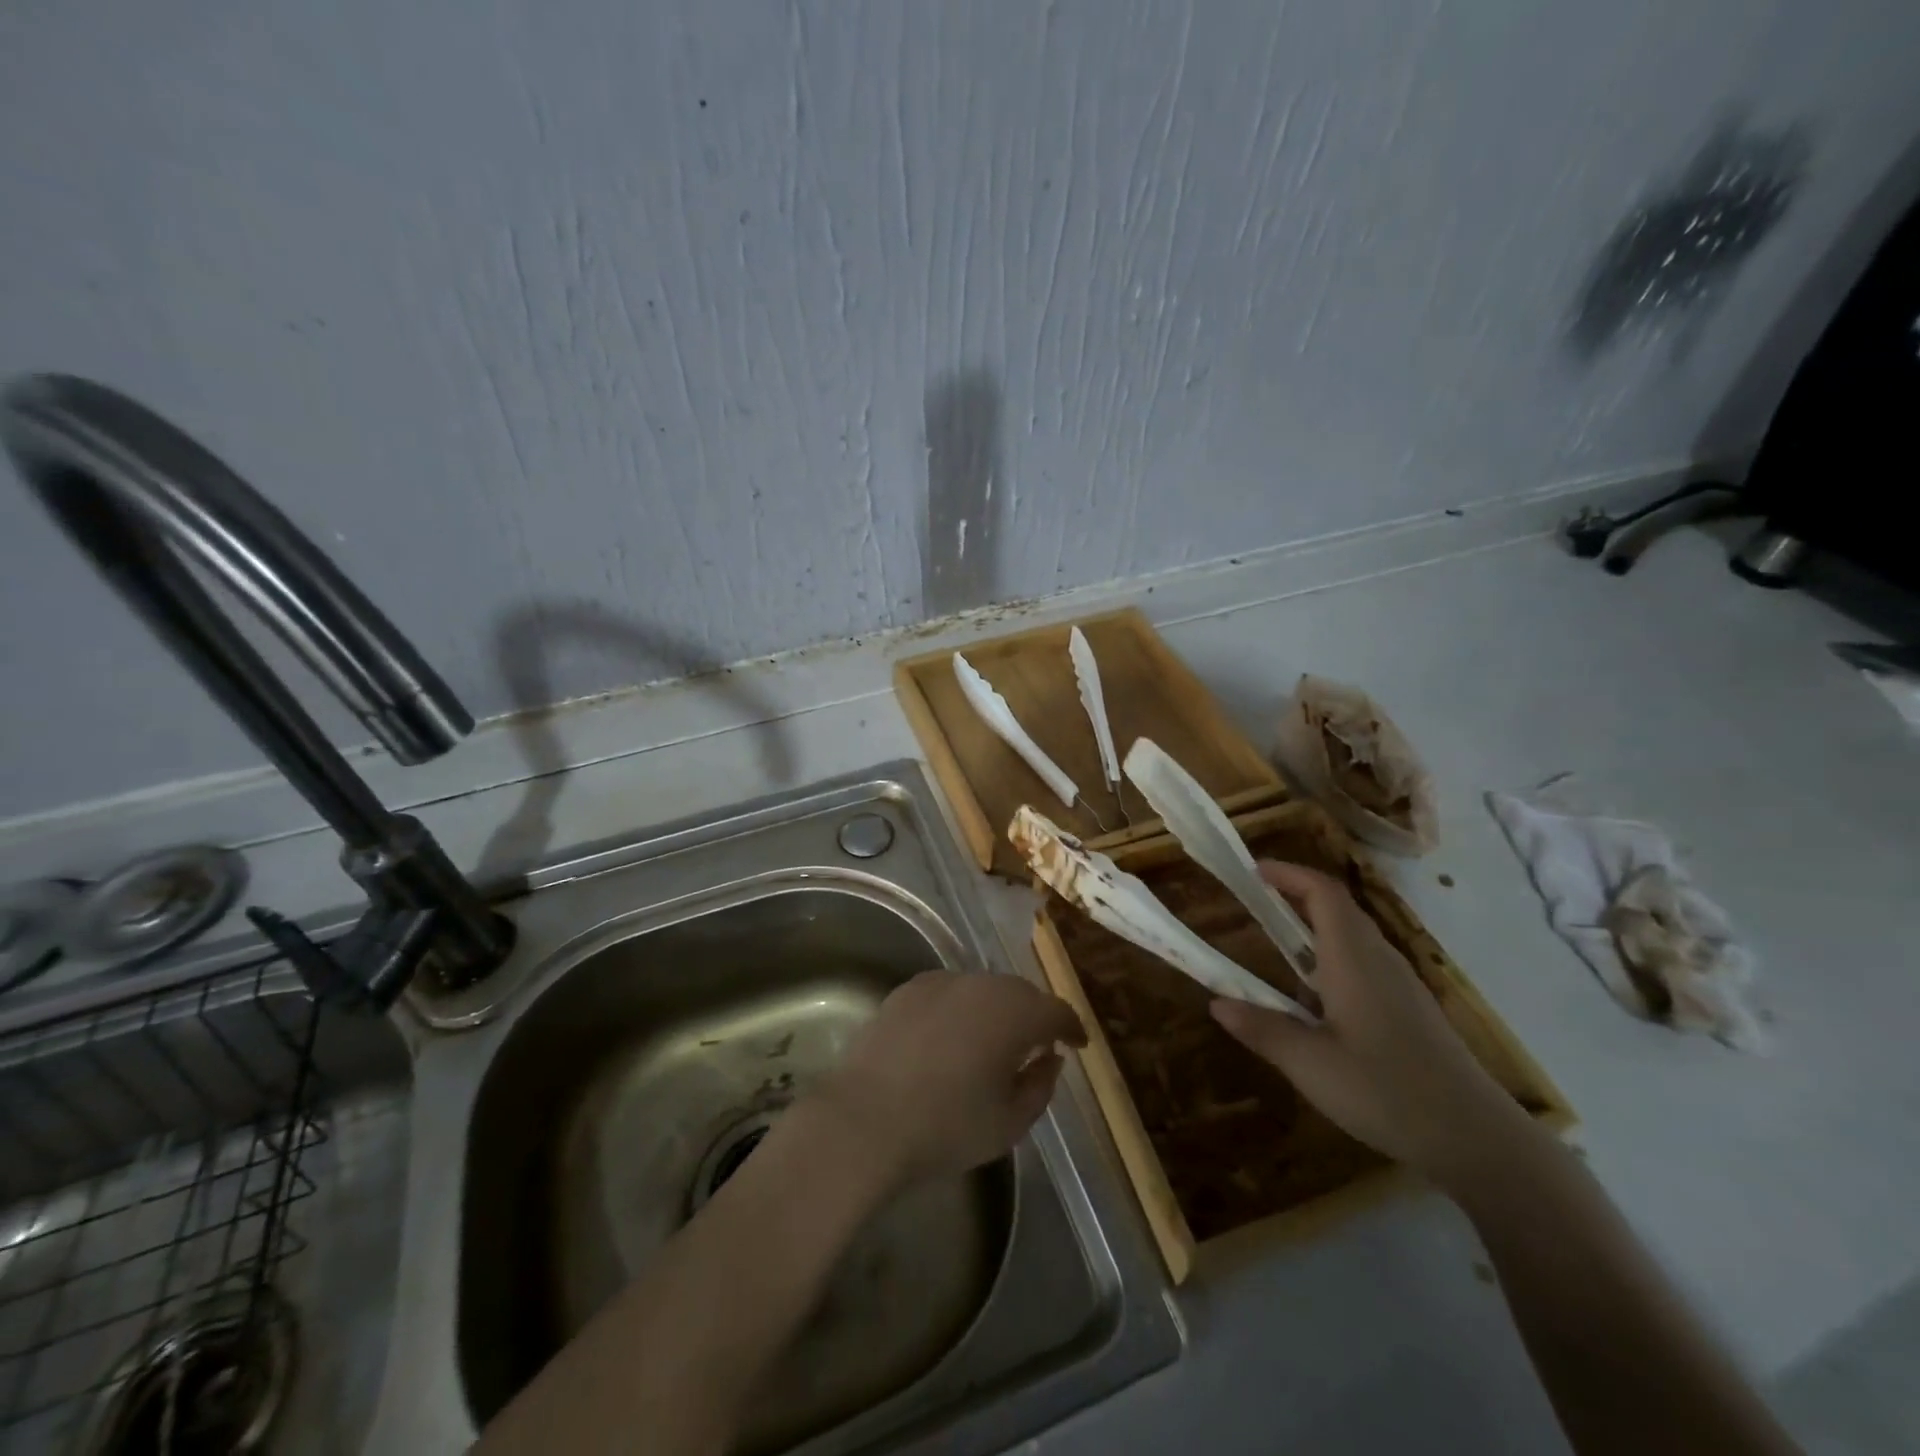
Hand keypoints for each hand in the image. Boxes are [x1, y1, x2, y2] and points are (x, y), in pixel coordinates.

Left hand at [814, 970, 1086, 1187]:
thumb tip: (1050, 1059)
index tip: (1078, 1044)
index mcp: (1014, 1013)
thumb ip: (1041, 1086)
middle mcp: (980, 984)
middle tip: (1037, 1044)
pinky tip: (952, 1036)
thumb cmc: (946, 1126)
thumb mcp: (1010, 1122)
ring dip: (996, 1009)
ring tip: (994, 1040)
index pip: (1056, 1010)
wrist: (864, 1120)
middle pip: (1020, 992)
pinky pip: (949, 992)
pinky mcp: (907, 990)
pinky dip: (961, 1008)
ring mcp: (940, 982)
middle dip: (1034, 1015)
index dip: (1071, 1026)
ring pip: (982, 988)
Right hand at [1210, 863, 1528, 1185]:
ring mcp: (1401, 985)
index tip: (1252, 871)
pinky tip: (1318, 998)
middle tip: (1255, 902)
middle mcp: (1379, 960)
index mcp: (1353, 960)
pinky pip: (1366, 962)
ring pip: (1354, 936)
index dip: (1288, 873)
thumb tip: (1217, 1003)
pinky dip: (1332, 957)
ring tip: (1277, 946)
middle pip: (1339, 908)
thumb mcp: (1311, 1065)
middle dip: (1296, 895)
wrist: (1477, 1139)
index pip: (1323, 893)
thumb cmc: (1387, 1092)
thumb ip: (1263, 1029)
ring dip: (1314, 927)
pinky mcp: (1412, 1010)